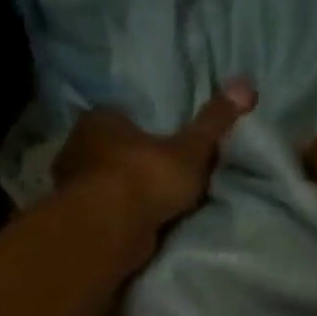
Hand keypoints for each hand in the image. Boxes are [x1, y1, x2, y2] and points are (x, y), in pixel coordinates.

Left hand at [54, 80, 256, 232]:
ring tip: (150, 207)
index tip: (161, 147)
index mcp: (100, 120)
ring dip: (121, 195)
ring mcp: (70, 188)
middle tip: (158, 178)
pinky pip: (101, 214)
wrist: (109, 230)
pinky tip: (134, 228)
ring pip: (102, 186)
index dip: (141, 131)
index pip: (120, 118)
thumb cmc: (145, 178)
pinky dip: (115, 219)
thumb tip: (246, 85)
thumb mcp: (190, 150)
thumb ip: (214, 124)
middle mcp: (76, 149)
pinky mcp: (75, 222)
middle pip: (109, 153)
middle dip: (129, 164)